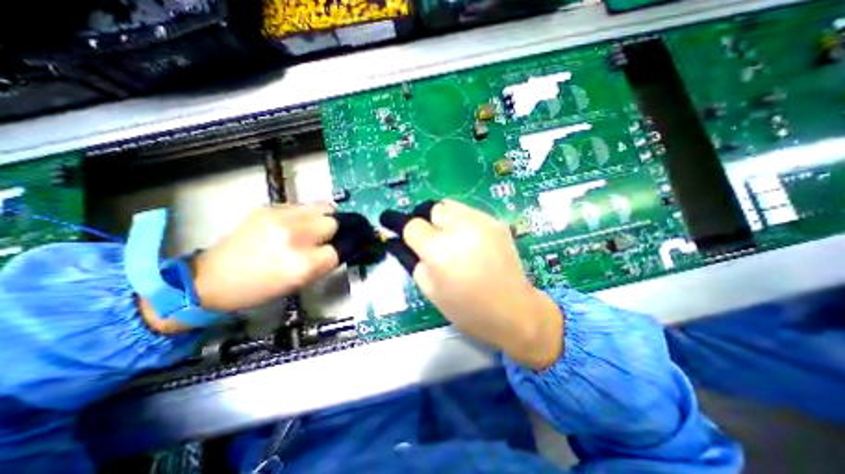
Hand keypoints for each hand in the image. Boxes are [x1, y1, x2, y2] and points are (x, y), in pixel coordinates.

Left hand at [194, 202, 339, 312]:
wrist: (213, 277)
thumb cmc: (261, 288)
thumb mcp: (301, 282)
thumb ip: (326, 263)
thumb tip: (344, 246)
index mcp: (305, 264)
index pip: (341, 248)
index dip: (344, 248)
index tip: (343, 247)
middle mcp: (296, 237)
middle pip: (335, 222)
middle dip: (337, 230)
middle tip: (329, 237)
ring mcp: (282, 218)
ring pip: (324, 207)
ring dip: (326, 218)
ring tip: (316, 226)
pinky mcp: (270, 208)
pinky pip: (303, 206)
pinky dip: (307, 215)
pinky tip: (295, 224)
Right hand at [400, 200, 558, 370]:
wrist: (514, 310)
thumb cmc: (467, 309)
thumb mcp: (430, 290)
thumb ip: (411, 260)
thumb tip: (397, 241)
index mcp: (440, 251)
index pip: (412, 225)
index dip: (401, 226)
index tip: (395, 227)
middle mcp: (460, 229)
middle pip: (432, 208)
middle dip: (425, 220)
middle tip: (430, 238)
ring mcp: (482, 222)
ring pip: (450, 205)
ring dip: (443, 218)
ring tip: (450, 238)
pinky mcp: (496, 222)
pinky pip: (469, 212)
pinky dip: (462, 222)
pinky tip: (469, 241)